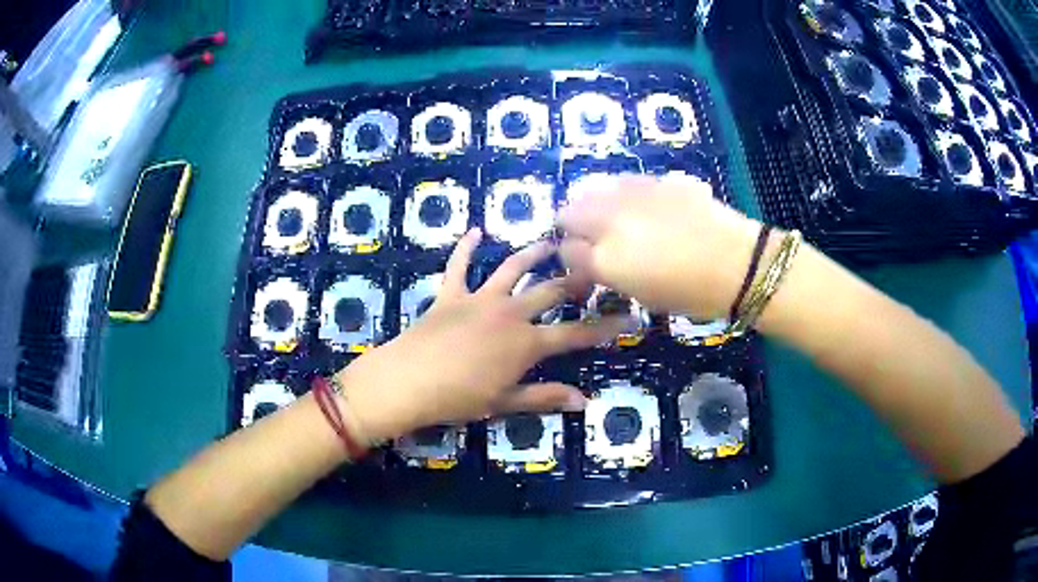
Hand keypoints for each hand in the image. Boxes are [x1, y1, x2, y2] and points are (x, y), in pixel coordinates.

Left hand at [335, 228, 626, 440]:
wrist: (408, 381)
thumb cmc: (459, 398)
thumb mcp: (506, 402)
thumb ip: (545, 397)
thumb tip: (584, 401)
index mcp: (526, 343)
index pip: (576, 333)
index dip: (604, 327)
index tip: (629, 317)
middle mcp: (509, 313)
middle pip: (550, 291)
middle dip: (575, 280)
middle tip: (593, 269)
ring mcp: (479, 299)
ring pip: (512, 268)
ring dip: (533, 253)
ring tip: (550, 241)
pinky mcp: (450, 294)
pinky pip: (458, 265)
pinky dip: (466, 247)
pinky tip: (476, 231)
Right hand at [558, 174, 762, 317]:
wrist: (737, 263)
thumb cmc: (690, 293)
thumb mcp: (641, 295)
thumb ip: (608, 274)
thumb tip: (593, 262)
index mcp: (605, 259)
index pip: (566, 251)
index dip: (572, 260)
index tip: (585, 266)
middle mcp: (608, 221)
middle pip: (568, 213)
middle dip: (574, 227)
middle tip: (593, 240)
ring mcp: (631, 194)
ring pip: (592, 190)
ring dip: (594, 205)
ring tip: (614, 219)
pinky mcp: (655, 180)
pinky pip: (623, 182)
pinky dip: (621, 193)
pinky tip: (641, 206)